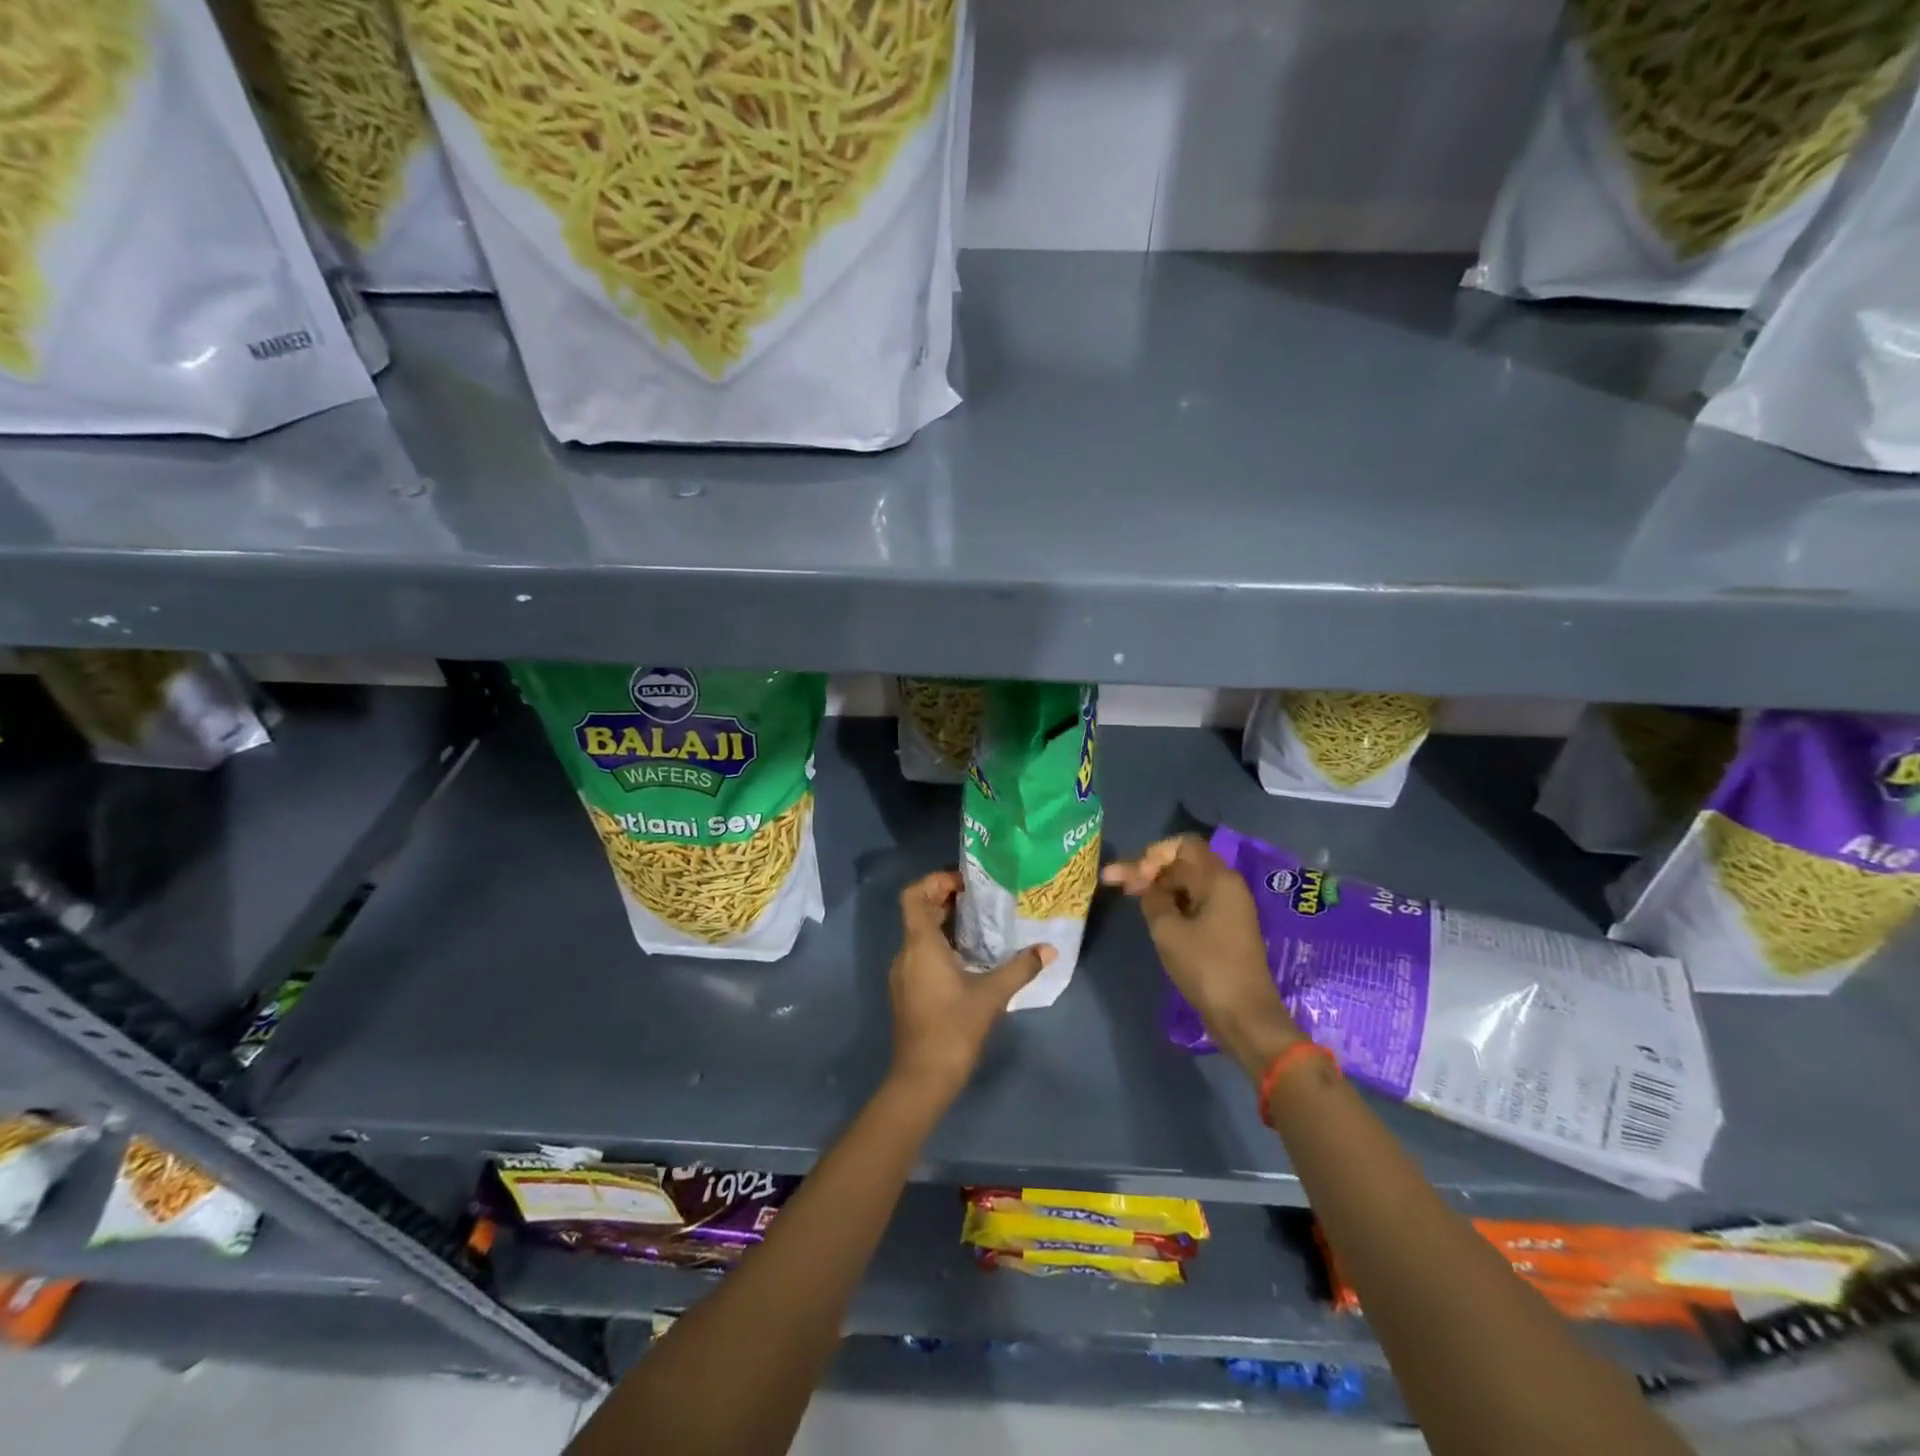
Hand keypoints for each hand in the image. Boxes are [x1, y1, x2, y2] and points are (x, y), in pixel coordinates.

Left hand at [887, 870, 1052, 1103]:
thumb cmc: (953, 1028)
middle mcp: (906, 953)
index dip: (935, 881)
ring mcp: (904, 974)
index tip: (965, 884)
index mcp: (920, 944)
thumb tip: (1049, 949)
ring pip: (920, 935)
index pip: (914, 895)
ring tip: (981, 926)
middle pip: (919, 912)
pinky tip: (970, 960)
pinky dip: (942, 947)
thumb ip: (1021, 968)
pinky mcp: (908, 992)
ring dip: (946, 924)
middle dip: (946, 900)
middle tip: (981, 899)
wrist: (921, 1079)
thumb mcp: (992, 995)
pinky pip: (921, 955)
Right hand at [1102, 835, 1303, 1076]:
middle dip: (1148, 869)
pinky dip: (1171, 904)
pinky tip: (1150, 913)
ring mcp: (1227, 909)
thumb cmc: (1206, 968)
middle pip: (1182, 863)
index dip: (1153, 854)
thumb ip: (1153, 899)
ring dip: (1157, 887)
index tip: (1135, 877)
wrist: (1245, 1017)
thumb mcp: (1168, 931)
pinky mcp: (1224, 929)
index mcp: (1219, 879)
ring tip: (1127, 896)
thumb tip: (1147, 886)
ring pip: (1186, 884)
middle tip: (1114, 882)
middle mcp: (1227, 887)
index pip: (1183, 845)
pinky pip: (1193, 903)